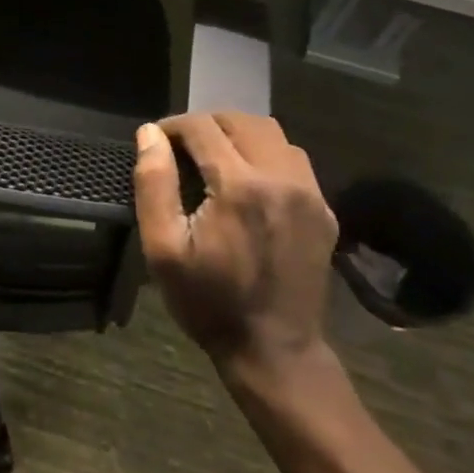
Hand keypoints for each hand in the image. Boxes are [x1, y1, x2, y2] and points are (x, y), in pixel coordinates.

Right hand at [133, 113, 337, 373]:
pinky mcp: (323, 209)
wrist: (275, 352)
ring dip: (238, 135)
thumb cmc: (209, 302)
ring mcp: (309, 192)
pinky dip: (265, 154)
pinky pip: (293, 159)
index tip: (157, 143)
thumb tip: (150, 133)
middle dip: (206, 125)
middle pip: (240, 120)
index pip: (202, 127)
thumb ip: (154, 183)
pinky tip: (248, 181)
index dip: (173, 127)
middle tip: (183, 150)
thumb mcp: (164, 248)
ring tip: (215, 160)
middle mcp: (280, 177)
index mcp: (240, 185)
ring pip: (271, 133)